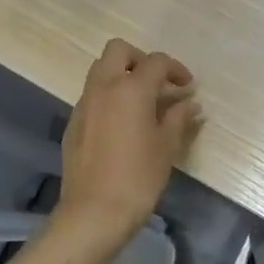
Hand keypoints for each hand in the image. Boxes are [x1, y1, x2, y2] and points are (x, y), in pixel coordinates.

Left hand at [57, 39, 200, 244]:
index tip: (188, 87)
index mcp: (131, 88)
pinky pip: (92, 95)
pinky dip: (109, 97)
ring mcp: (84, 104)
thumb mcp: (166, 146)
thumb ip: (178, 118)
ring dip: (122, 76)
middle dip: (140, 59)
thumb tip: (190, 103)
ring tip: (142, 102)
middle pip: (119, 50)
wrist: (94, 212)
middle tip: (158, 82)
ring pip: (101, 70)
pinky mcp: (73, 123)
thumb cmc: (138, 177)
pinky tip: (122, 124)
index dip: (176, 69)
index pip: (156, 61)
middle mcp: (104, 87)